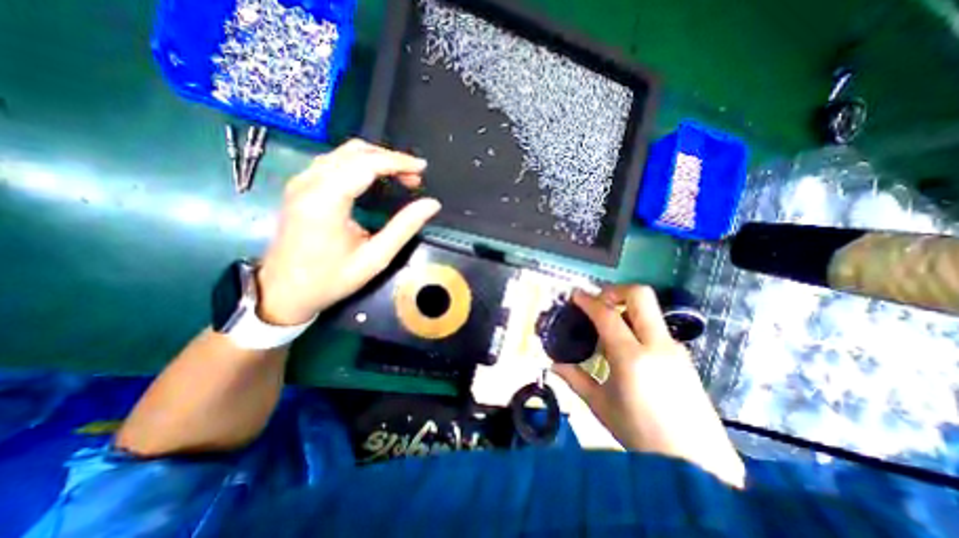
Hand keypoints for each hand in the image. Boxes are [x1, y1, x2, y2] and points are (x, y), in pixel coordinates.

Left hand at [255, 138, 441, 322]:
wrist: (284, 292)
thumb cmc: (331, 279)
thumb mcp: (375, 258)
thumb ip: (404, 227)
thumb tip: (431, 204)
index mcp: (327, 199)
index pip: (367, 163)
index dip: (399, 162)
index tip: (423, 168)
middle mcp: (310, 182)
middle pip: (355, 151)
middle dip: (390, 159)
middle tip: (414, 178)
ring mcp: (301, 182)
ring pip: (344, 153)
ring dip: (376, 159)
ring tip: (400, 177)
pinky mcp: (300, 187)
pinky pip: (334, 162)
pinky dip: (360, 164)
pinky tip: (375, 179)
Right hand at [551, 287, 743, 486]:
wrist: (698, 464)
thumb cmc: (640, 433)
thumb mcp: (600, 405)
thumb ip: (575, 378)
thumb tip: (553, 364)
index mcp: (631, 357)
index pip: (607, 314)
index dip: (588, 300)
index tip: (575, 295)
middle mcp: (657, 344)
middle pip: (640, 295)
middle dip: (615, 291)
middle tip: (598, 302)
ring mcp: (674, 348)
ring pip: (649, 310)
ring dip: (626, 307)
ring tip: (608, 327)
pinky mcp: (683, 356)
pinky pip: (655, 327)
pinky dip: (636, 324)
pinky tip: (627, 347)